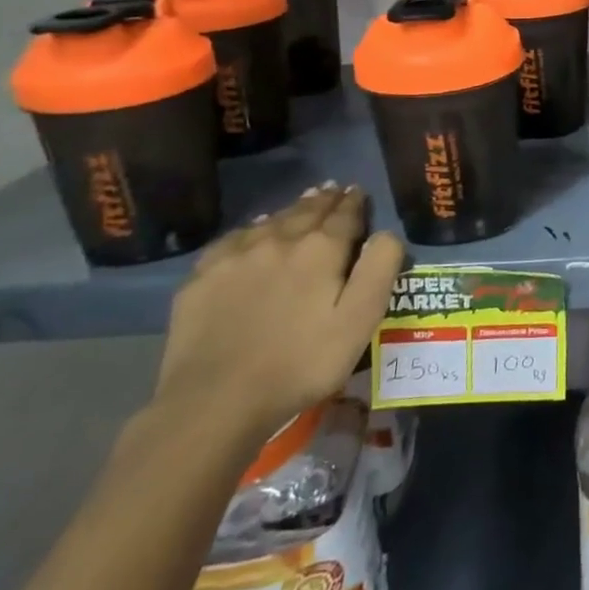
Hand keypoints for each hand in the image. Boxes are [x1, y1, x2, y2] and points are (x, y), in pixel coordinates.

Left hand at [154, 183, 403, 438]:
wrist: (215, 400)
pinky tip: (253, 233)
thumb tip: (386, 233)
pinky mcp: (202, 277)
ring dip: (291, 210)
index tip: (358, 191)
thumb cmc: (301, 363)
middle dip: (324, 200)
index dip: (355, 202)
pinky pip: (234, 239)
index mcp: (321, 249)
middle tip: (333, 189)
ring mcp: (236, 256)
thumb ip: (379, 269)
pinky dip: (251, 229)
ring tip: (303, 203)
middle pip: (307, 211)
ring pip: (271, 221)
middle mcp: (279, 240)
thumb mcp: (360, 320)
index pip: (344, 214)